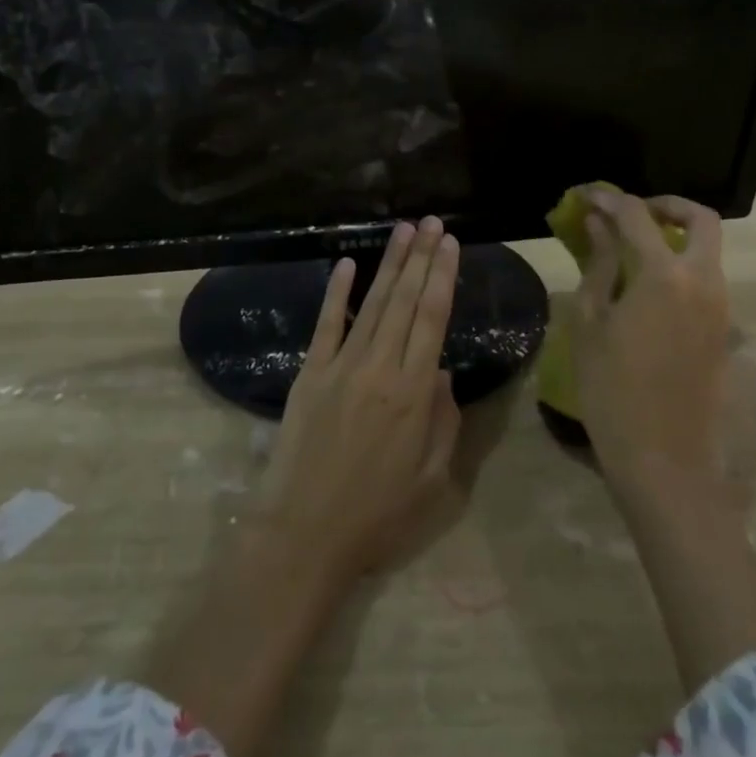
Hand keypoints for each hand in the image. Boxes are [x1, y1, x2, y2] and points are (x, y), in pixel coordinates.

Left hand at [258, 216, 462, 591]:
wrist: (303, 534)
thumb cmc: (377, 514)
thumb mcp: (432, 480)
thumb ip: (444, 421)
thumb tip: (442, 372)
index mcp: (414, 393)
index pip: (433, 319)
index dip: (443, 277)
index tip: (451, 244)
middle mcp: (381, 368)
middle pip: (405, 301)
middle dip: (422, 257)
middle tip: (433, 222)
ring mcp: (342, 366)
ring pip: (372, 304)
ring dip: (390, 264)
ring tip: (404, 230)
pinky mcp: (310, 372)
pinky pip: (326, 325)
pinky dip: (337, 293)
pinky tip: (346, 264)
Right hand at [569, 188, 755, 506]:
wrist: (665, 461)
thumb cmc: (613, 390)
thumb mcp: (591, 323)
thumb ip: (599, 265)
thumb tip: (596, 225)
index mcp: (665, 276)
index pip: (637, 216)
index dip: (608, 199)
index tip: (584, 195)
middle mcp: (703, 282)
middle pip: (700, 220)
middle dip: (666, 206)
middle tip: (630, 213)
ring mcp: (720, 308)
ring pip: (708, 250)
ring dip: (675, 236)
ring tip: (630, 248)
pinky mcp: (722, 332)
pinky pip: (706, 279)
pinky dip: (681, 265)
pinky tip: (646, 286)